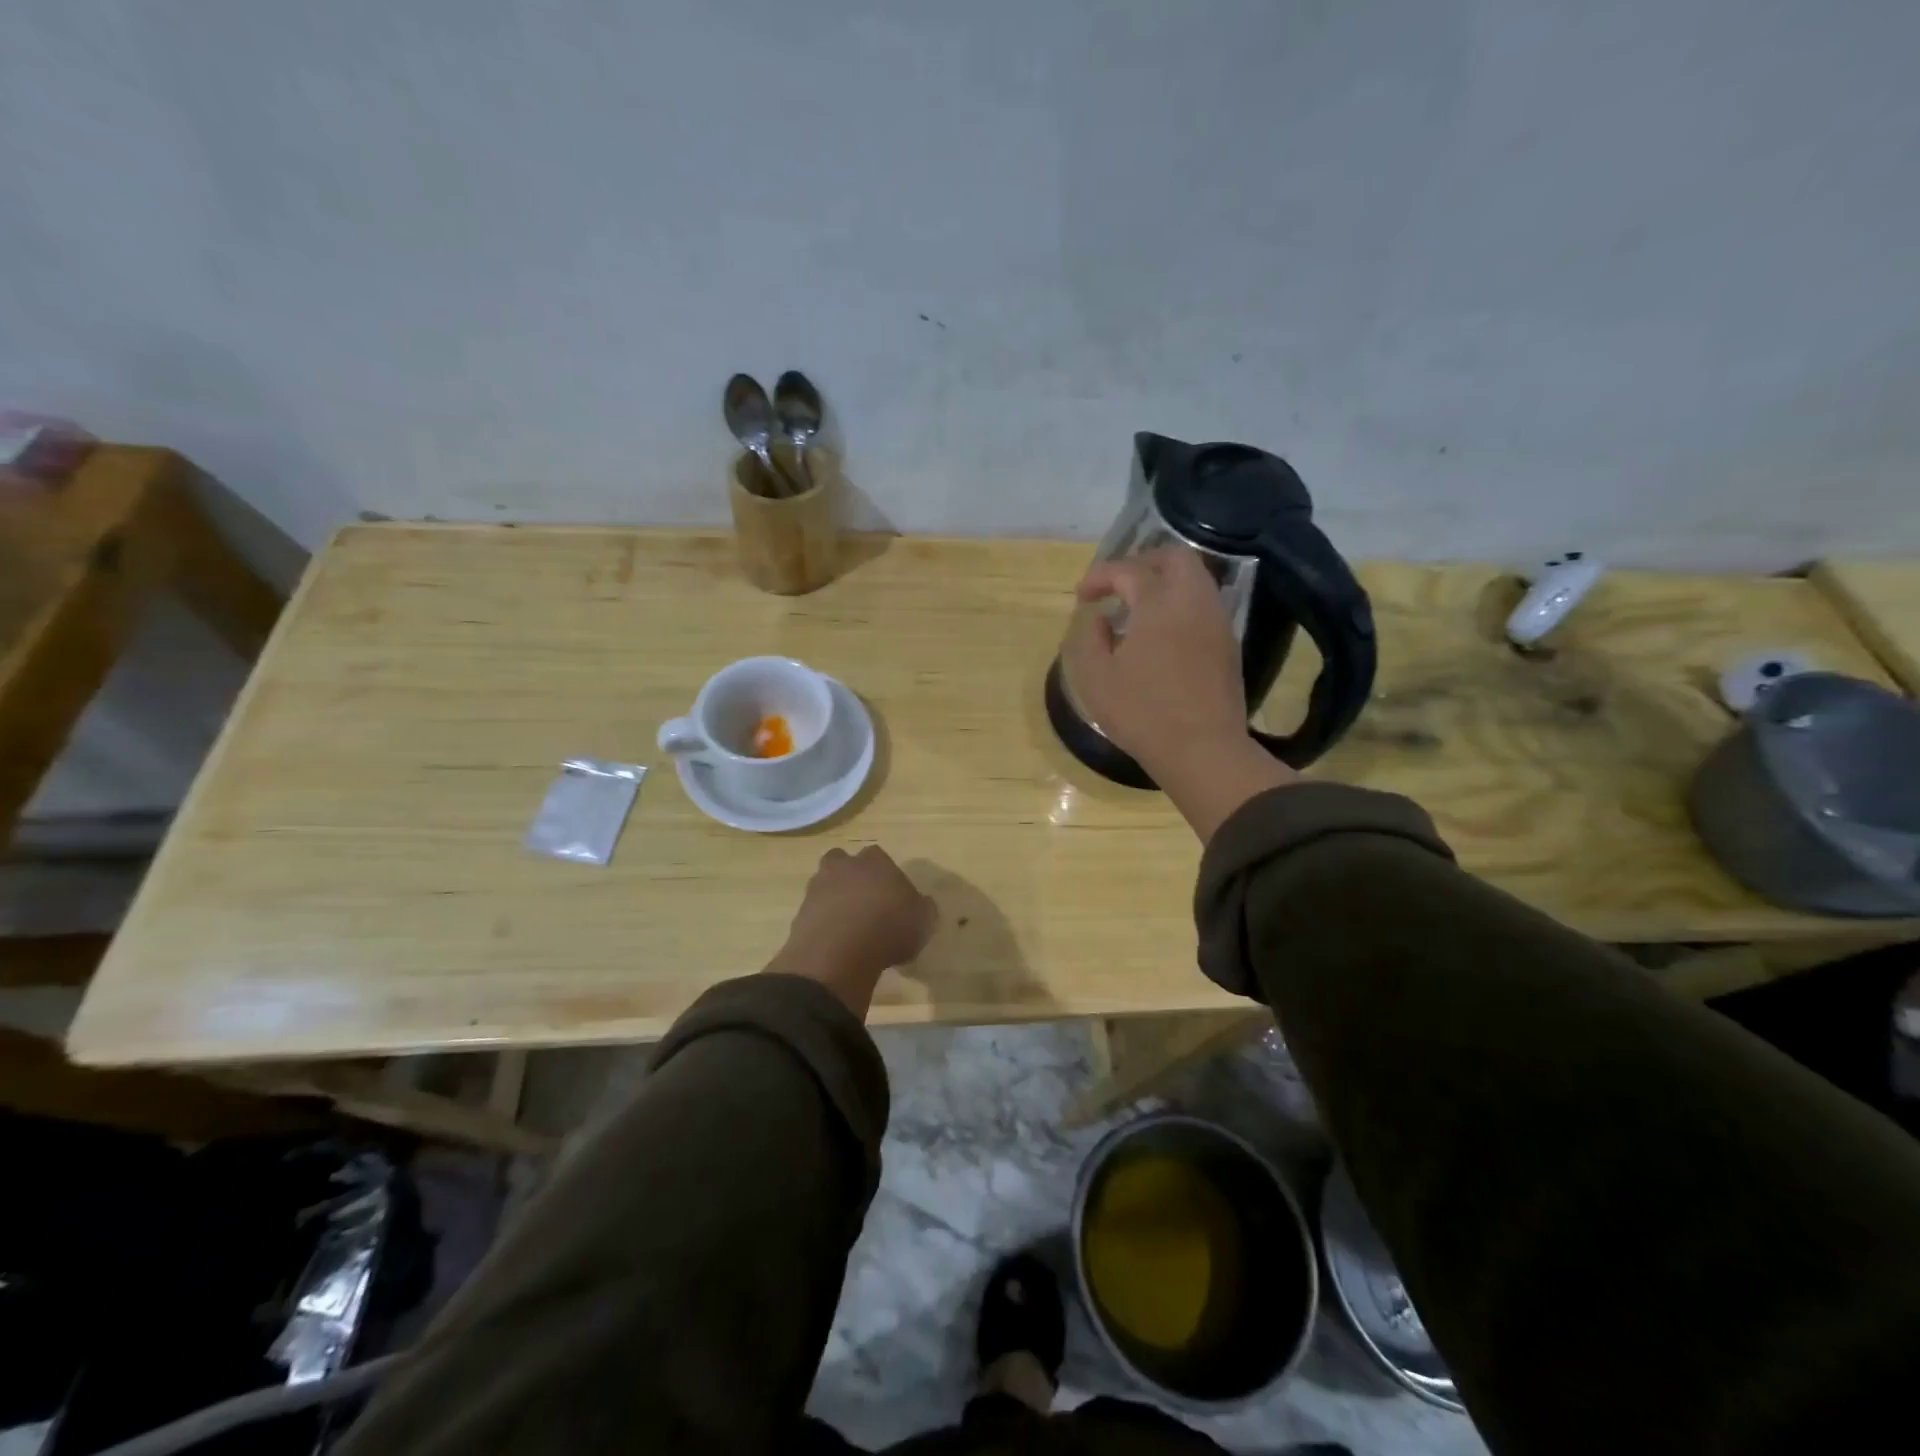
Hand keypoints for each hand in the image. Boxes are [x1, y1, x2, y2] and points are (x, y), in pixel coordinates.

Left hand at [765, 845, 936, 1015]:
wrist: (839, 953)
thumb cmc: (889, 929)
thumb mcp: (923, 921)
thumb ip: (923, 908)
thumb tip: (922, 904)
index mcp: (875, 861)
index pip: (879, 857)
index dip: (885, 875)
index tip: (892, 896)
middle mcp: (843, 867)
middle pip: (844, 863)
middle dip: (851, 878)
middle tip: (865, 903)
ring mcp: (817, 888)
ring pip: (825, 886)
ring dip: (834, 900)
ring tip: (848, 927)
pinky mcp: (799, 914)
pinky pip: (814, 913)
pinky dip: (823, 924)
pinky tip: (834, 943)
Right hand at [1062, 545, 1297, 838]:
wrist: (1202, 750)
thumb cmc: (1142, 713)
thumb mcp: (1095, 678)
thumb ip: (1089, 638)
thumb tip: (1100, 619)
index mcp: (1159, 603)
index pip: (1128, 571)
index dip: (1099, 576)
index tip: (1081, 596)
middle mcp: (1193, 601)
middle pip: (1174, 558)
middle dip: (1141, 562)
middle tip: (1117, 584)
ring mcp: (1217, 622)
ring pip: (1194, 579)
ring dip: (1163, 582)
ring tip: (1136, 608)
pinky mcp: (1227, 644)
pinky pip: (1203, 605)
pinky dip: (1179, 603)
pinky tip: (1160, 632)